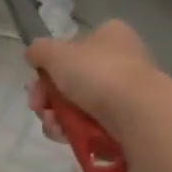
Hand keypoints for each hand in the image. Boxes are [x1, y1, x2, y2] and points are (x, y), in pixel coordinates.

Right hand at [25, 20, 158, 144]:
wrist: (138, 114)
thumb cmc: (97, 73)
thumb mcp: (55, 52)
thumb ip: (37, 50)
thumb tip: (33, 56)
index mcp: (110, 36)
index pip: (72, 47)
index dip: (49, 65)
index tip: (35, 80)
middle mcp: (121, 61)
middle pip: (70, 80)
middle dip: (47, 96)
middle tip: (38, 106)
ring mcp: (126, 94)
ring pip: (76, 105)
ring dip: (55, 116)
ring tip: (52, 124)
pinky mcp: (127, 122)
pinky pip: (91, 126)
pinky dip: (73, 131)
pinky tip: (64, 136)